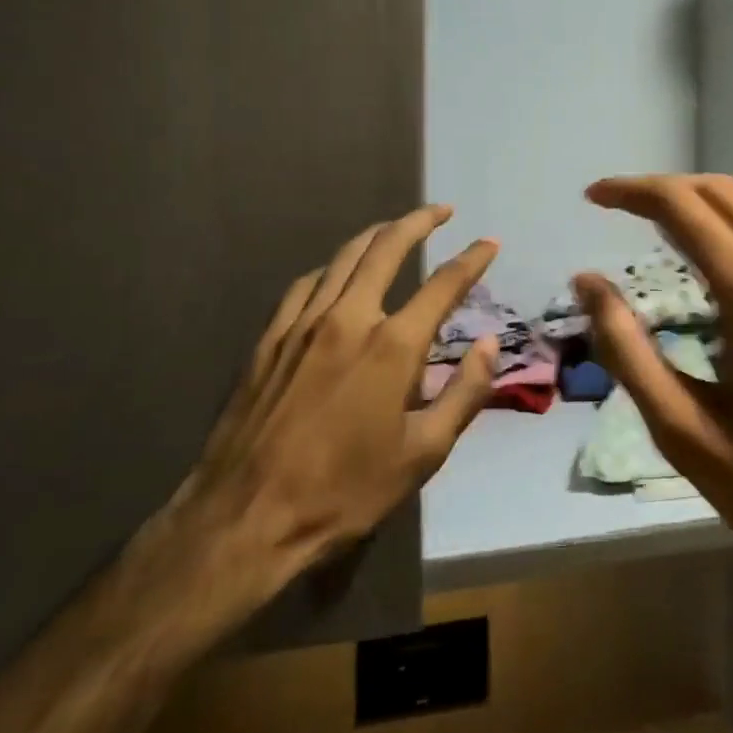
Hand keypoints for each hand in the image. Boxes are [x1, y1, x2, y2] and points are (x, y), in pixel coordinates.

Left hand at [135, 205, 500, 634]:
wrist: (243, 521)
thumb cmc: (343, 493)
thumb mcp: (422, 454)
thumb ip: (463, 393)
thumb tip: (489, 344)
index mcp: (392, 346)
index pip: (444, 284)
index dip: (472, 259)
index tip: (489, 243)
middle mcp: (349, 318)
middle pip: (388, 247)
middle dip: (420, 221)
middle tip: (442, 211)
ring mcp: (303, 324)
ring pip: (344, 257)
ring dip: (376, 235)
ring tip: (395, 230)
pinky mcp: (269, 339)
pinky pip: (306, 284)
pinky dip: (332, 267)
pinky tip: (336, 275)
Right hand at [577, 174, 732, 617]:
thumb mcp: (686, 434)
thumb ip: (628, 350)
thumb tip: (587, 281)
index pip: (686, 208)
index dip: (634, 192)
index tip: (595, 196)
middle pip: (728, 194)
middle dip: (670, 190)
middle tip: (626, 210)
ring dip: (717, 204)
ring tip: (677, 229)